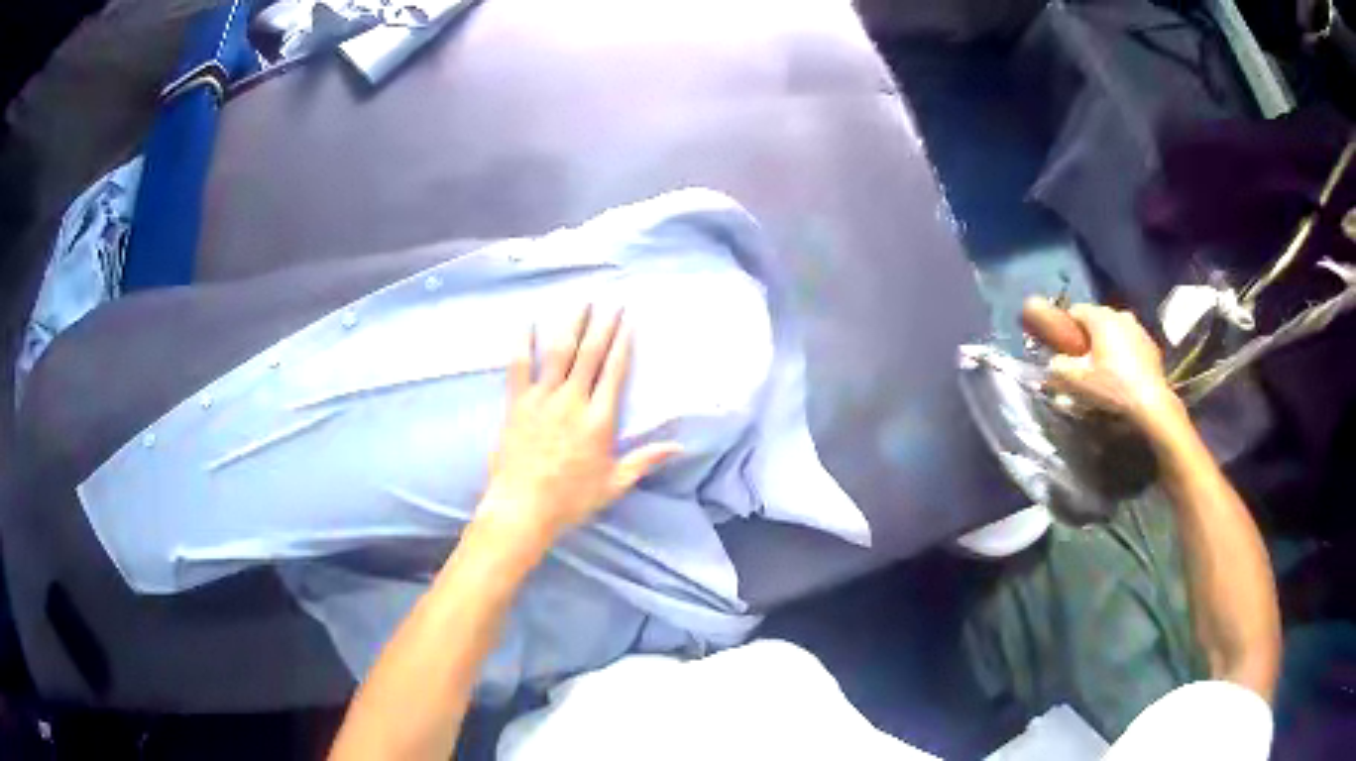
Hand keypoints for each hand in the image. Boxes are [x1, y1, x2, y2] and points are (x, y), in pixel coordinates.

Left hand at [478, 305, 681, 547]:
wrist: (523, 508)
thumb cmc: (571, 500)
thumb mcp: (614, 484)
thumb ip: (644, 460)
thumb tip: (679, 447)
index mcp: (598, 420)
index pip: (614, 372)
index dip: (622, 344)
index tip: (628, 321)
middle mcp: (572, 401)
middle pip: (590, 354)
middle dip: (602, 326)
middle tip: (611, 303)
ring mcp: (542, 399)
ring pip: (558, 352)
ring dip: (571, 325)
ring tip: (580, 303)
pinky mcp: (517, 403)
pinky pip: (518, 366)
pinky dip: (523, 343)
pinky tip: (526, 322)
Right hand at [1023, 299, 1187, 435]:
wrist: (1151, 402)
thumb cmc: (1112, 386)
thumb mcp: (1078, 380)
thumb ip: (1058, 367)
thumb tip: (1053, 362)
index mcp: (1101, 317)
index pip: (1075, 310)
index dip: (1066, 327)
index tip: (1064, 346)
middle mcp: (1120, 314)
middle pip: (1097, 319)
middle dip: (1088, 336)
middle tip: (1084, 362)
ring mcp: (1139, 328)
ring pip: (1116, 330)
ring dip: (1108, 343)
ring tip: (1105, 369)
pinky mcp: (1151, 344)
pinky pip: (1131, 342)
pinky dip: (1125, 352)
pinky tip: (1124, 374)